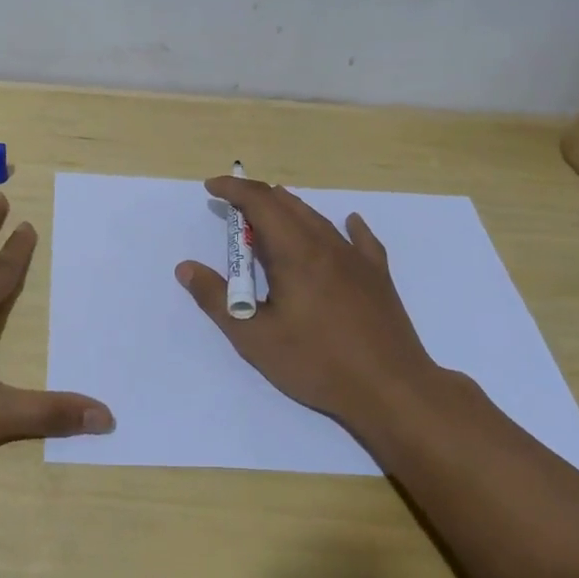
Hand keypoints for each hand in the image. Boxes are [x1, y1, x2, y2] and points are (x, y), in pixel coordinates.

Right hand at [176, 175, 459, 438]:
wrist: (392, 389)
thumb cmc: (317, 363)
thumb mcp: (254, 338)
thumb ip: (216, 299)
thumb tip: (186, 268)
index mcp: (295, 253)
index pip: (259, 203)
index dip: (233, 190)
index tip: (211, 188)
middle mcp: (326, 244)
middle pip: (288, 205)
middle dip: (256, 199)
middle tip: (233, 210)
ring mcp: (356, 259)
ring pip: (318, 219)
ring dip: (289, 211)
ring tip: (270, 219)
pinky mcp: (378, 276)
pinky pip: (360, 239)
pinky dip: (344, 226)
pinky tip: (349, 223)